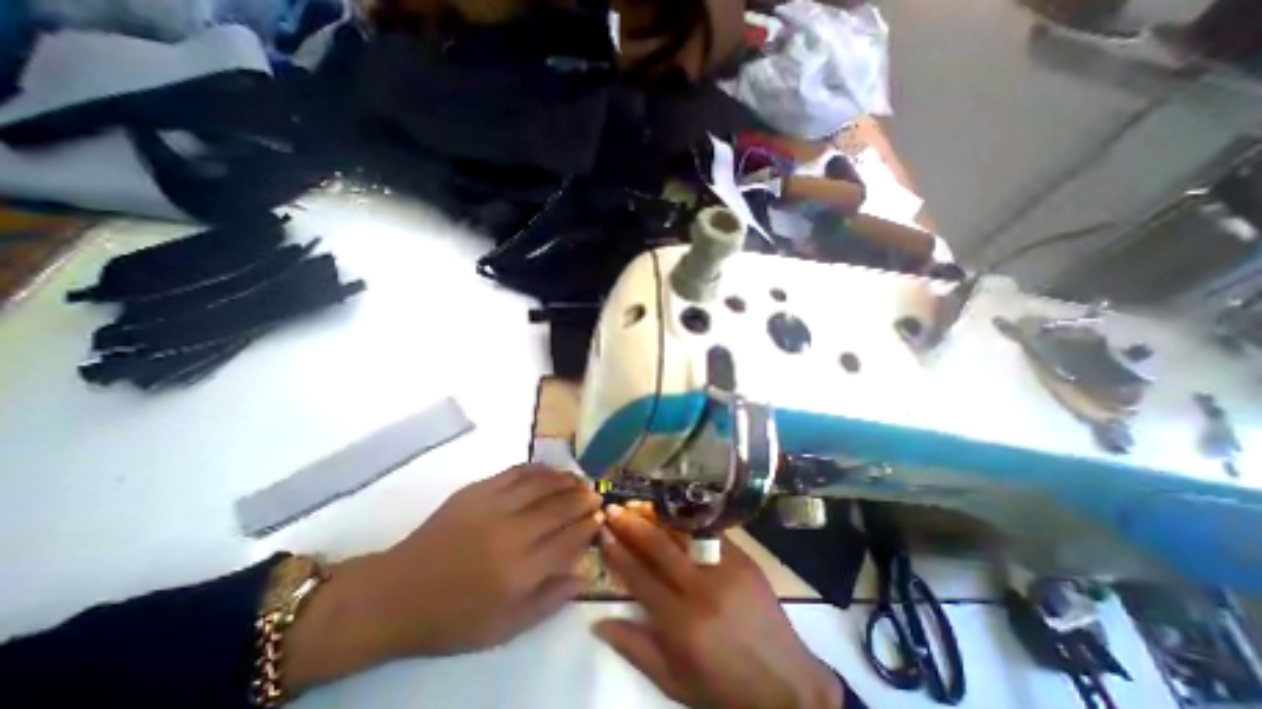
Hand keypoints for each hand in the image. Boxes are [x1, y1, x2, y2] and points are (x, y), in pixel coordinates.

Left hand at [284, 466, 601, 692]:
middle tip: (596, 494)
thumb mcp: (505, 627)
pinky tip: (550, 470)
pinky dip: (539, 469)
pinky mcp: (479, 490)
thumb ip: (549, 600)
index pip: (569, 539)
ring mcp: (495, 506)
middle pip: (561, 507)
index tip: (600, 517)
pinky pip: (517, 471)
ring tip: (580, 479)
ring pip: (543, 484)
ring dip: (567, 479)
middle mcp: (513, 533)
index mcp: (521, 570)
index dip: (589, 525)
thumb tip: (583, 574)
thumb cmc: (454, 617)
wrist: (398, 592)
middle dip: (584, 499)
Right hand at [594, 504, 847, 708]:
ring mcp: (726, 568)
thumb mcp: (674, 681)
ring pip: (684, 532)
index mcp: (681, 622)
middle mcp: (701, 588)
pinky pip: (710, 533)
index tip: (603, 532)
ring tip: (639, 504)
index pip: (639, 576)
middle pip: (659, 546)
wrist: (785, 685)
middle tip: (614, 508)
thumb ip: (635, 648)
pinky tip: (674, 512)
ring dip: (658, 516)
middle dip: (632, 524)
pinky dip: (688, 521)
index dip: (617, 552)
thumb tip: (597, 622)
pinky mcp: (744, 559)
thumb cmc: (723, 687)